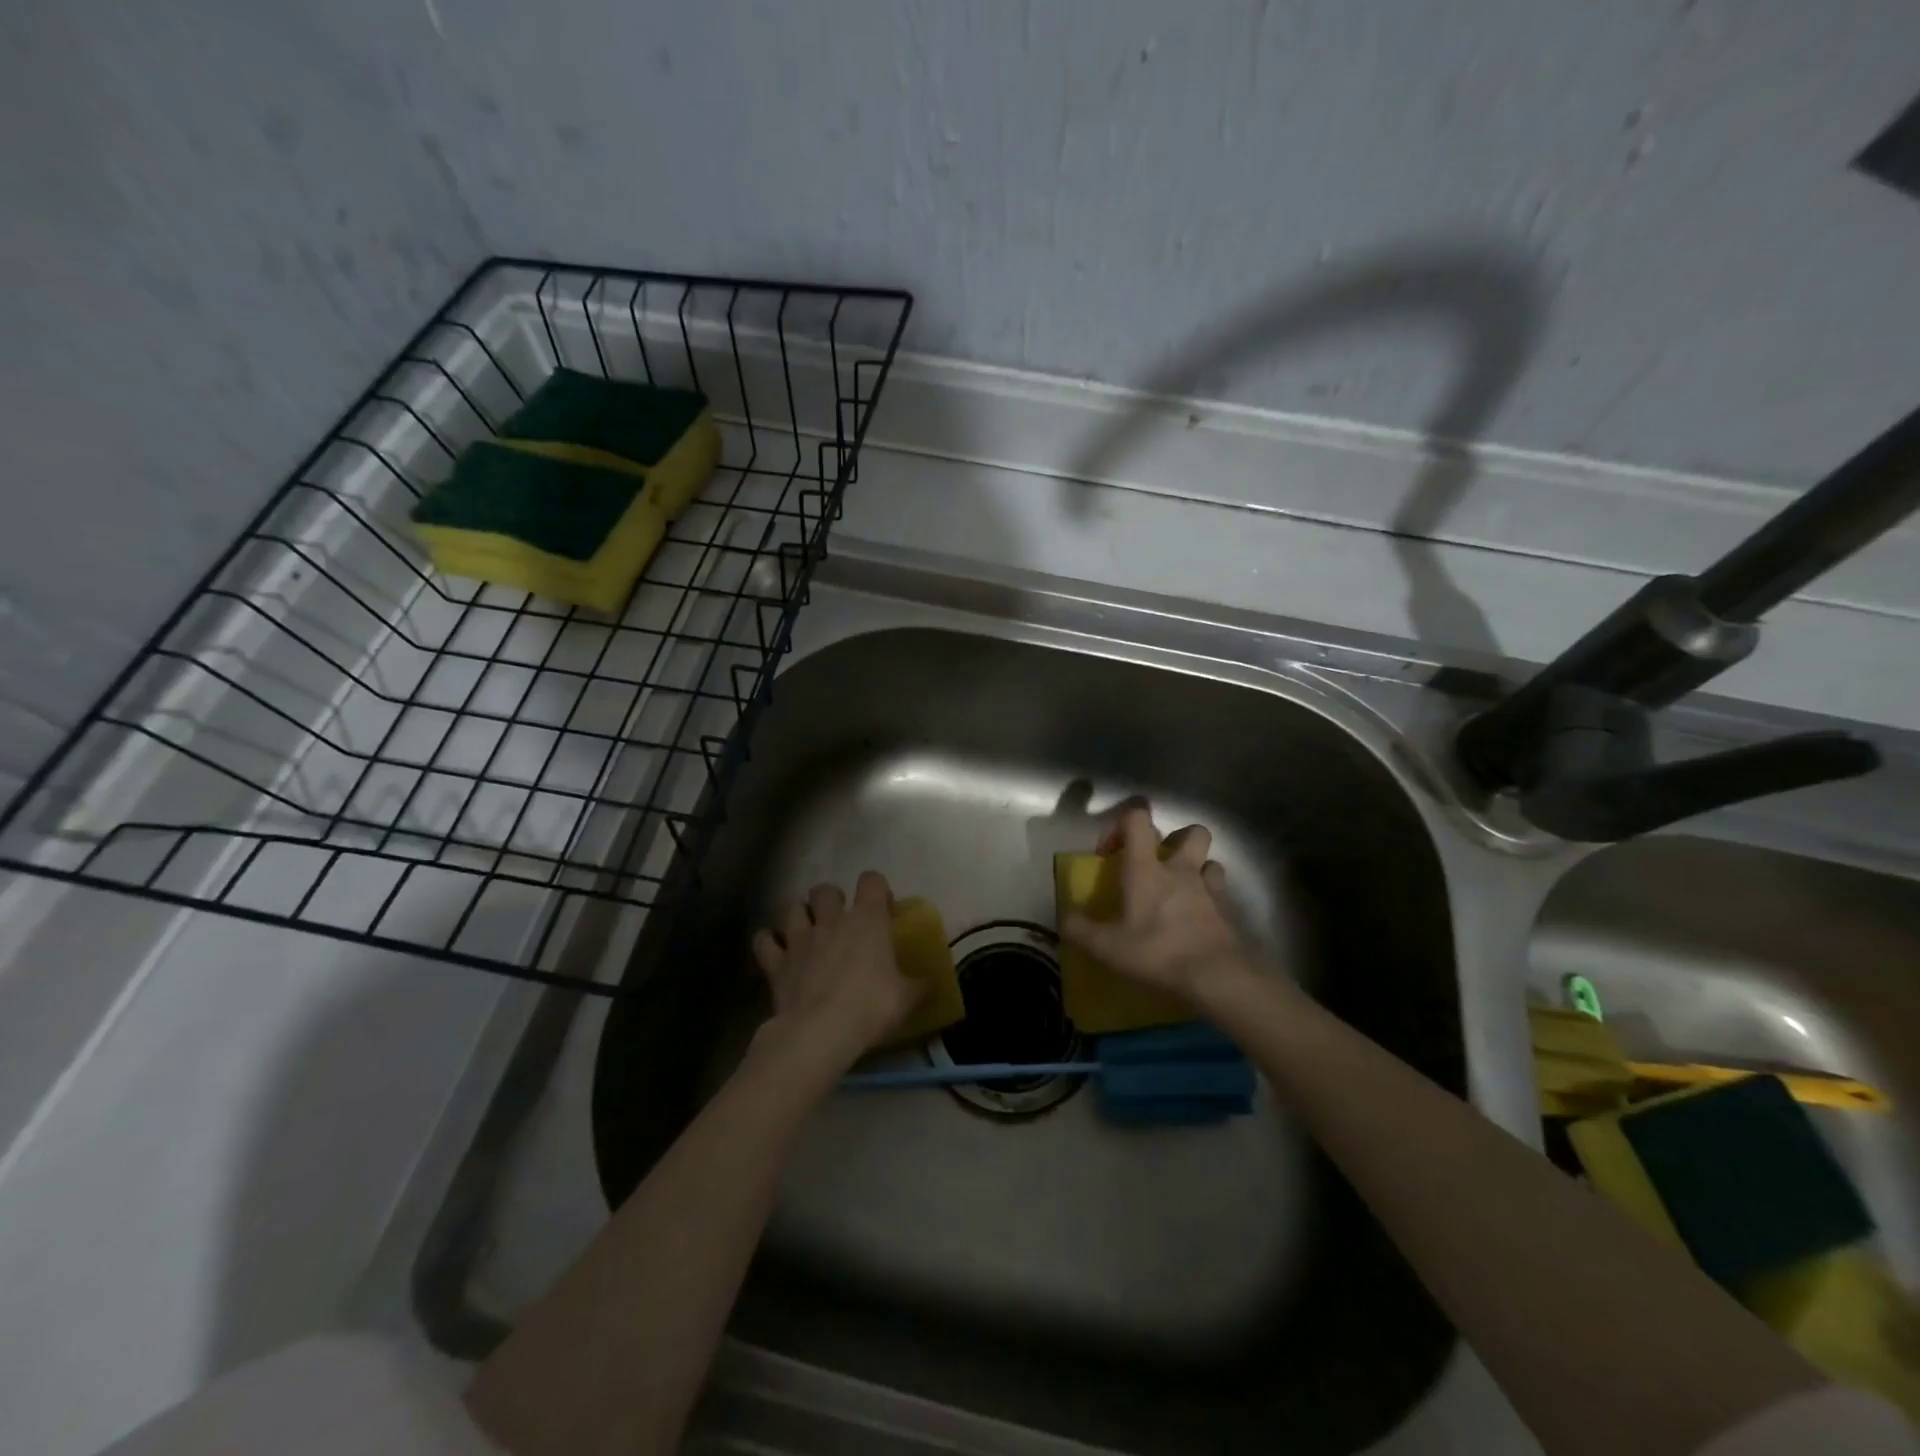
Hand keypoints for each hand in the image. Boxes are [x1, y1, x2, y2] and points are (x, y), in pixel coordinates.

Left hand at [751, 872, 923, 1062]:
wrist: (821, 1032)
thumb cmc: (871, 1007)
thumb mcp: (907, 998)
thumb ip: (920, 985)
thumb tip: (932, 982)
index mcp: (868, 920)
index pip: (872, 880)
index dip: (878, 890)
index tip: (884, 911)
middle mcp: (831, 920)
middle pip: (825, 889)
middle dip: (832, 900)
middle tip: (841, 922)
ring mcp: (799, 938)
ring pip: (793, 907)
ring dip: (800, 916)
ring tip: (808, 933)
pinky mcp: (776, 962)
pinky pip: (764, 941)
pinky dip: (768, 943)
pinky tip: (776, 952)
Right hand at [1060, 807, 1259, 1005]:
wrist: (1217, 977)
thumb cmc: (1157, 953)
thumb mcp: (1106, 947)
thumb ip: (1079, 930)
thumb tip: (1064, 918)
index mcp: (1146, 869)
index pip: (1137, 819)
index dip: (1120, 825)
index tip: (1109, 853)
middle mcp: (1180, 870)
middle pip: (1191, 832)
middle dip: (1176, 839)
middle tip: (1159, 863)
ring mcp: (1210, 889)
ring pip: (1211, 861)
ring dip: (1197, 869)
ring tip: (1182, 891)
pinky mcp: (1229, 913)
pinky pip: (1221, 894)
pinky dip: (1210, 900)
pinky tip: (1198, 919)